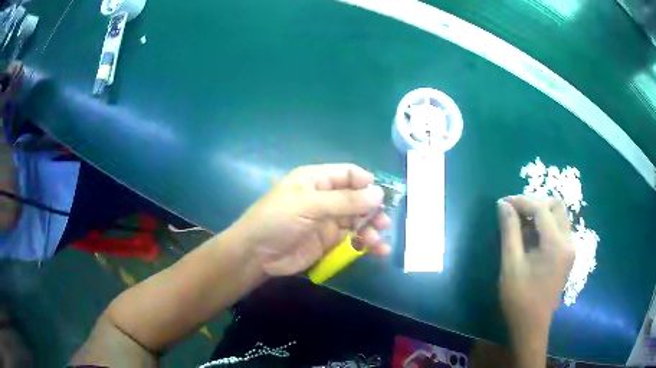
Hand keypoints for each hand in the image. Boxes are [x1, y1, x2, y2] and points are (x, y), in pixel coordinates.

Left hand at [230, 164, 391, 276]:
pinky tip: (378, 251)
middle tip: (383, 222)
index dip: (365, 182)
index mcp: (316, 180)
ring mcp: (327, 221)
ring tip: (376, 239)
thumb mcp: (309, 205)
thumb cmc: (277, 220)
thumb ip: (345, 201)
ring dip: (370, 228)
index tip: (381, 195)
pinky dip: (366, 244)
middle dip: (372, 209)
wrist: (257, 254)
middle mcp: (325, 198)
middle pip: (357, 199)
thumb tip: (378, 194)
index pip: (347, 174)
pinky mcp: (329, 242)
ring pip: (357, 220)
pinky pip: (352, 240)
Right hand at [497, 196, 574, 335]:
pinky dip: (546, 223)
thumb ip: (510, 231)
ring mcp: (570, 248)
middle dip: (535, 202)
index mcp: (556, 244)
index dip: (521, 201)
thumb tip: (503, 204)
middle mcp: (568, 241)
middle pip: (556, 205)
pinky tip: (531, 235)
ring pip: (559, 215)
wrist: (532, 326)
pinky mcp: (568, 254)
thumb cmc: (520, 298)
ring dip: (541, 211)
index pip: (541, 208)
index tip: (503, 202)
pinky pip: (559, 227)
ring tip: (521, 221)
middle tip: (515, 211)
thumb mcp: (511, 265)